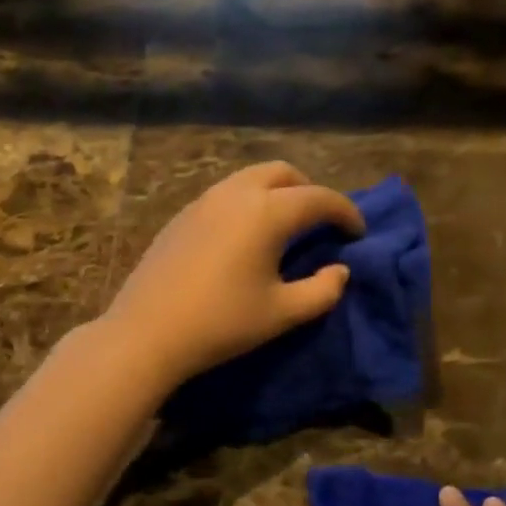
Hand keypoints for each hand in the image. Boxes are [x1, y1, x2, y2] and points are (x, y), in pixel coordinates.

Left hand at [101, 161, 365, 387]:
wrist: (147, 332)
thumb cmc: (221, 323)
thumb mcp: (282, 313)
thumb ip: (322, 290)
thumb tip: (340, 271)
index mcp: (267, 212)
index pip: (319, 198)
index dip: (345, 212)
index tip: (358, 232)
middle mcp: (236, 194)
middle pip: (283, 173)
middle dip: (309, 191)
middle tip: (320, 223)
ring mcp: (204, 201)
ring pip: (250, 178)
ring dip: (276, 192)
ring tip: (285, 226)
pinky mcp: (182, 215)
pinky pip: (225, 194)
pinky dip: (248, 202)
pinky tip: (244, 236)